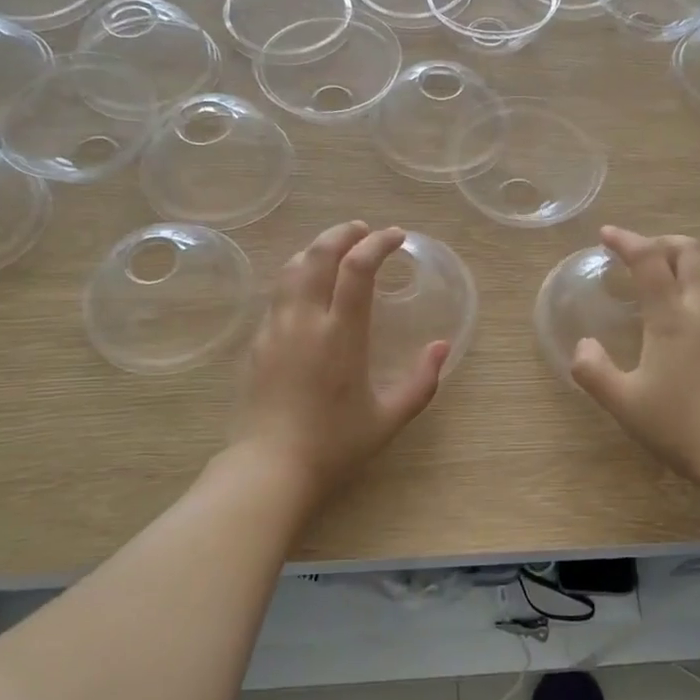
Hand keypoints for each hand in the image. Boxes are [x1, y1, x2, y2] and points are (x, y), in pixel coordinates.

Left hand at [233, 222, 449, 502]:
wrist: (270, 468)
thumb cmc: (335, 445)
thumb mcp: (389, 418)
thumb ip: (421, 381)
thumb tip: (441, 347)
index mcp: (341, 334)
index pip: (357, 268)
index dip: (378, 243)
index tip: (395, 236)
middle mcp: (306, 320)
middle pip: (319, 254)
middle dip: (343, 233)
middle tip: (364, 231)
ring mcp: (276, 328)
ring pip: (292, 268)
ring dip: (316, 248)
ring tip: (336, 249)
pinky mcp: (258, 341)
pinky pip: (278, 293)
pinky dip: (298, 274)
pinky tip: (308, 287)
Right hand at [571, 225, 699, 487]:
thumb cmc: (679, 425)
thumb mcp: (623, 403)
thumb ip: (593, 370)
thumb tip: (583, 345)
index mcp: (671, 315)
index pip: (649, 260)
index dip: (626, 241)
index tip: (607, 236)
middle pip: (690, 250)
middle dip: (663, 243)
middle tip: (643, 255)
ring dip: (697, 255)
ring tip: (679, 269)